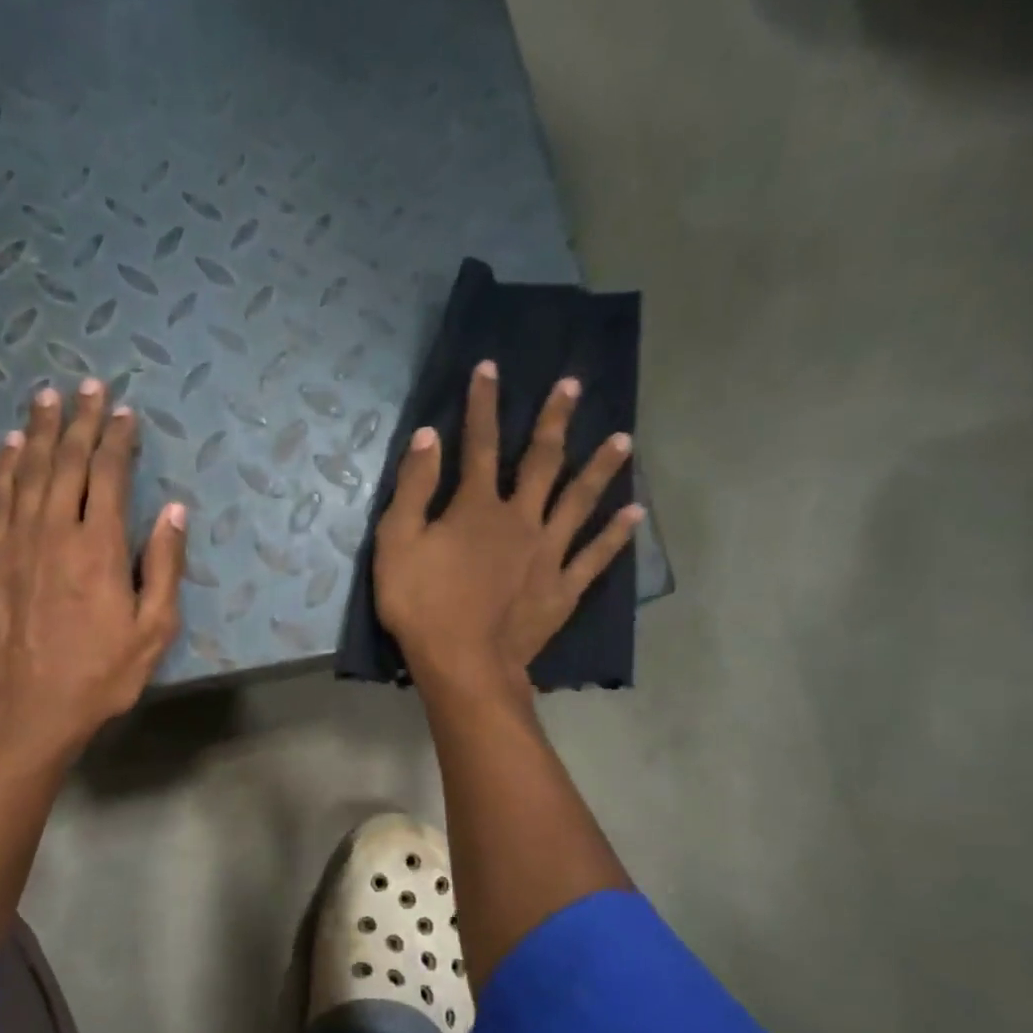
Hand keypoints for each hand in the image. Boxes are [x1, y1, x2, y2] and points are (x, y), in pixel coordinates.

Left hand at [0, 378, 186, 766]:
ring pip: (26, 471)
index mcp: (99, 548)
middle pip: (66, 461)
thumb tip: (173, 510)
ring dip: (38, 431)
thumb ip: (164, 566)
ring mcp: (13, 543)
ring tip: (47, 397)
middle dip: (80, 420)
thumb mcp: (154, 631)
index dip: (118, 439)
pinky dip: (3, 467)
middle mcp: (53, 532)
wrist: (28, 715)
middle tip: (87, 385)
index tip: (124, 412)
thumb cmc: (100, 677)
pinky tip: (8, 445)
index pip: (109, 475)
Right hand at [373, 360, 642, 693]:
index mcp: (477, 507)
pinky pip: (595, 556)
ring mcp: (547, 553)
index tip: (489, 368)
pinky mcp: (562, 588)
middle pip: (541, 461)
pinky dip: (616, 534)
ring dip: (600, 468)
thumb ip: (413, 489)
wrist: (462, 664)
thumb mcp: (397, 544)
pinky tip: (636, 513)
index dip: (481, 404)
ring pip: (579, 501)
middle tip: (572, 386)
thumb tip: (428, 437)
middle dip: (553, 421)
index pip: (478, 444)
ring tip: (623, 439)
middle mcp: (520, 519)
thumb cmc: (420, 605)